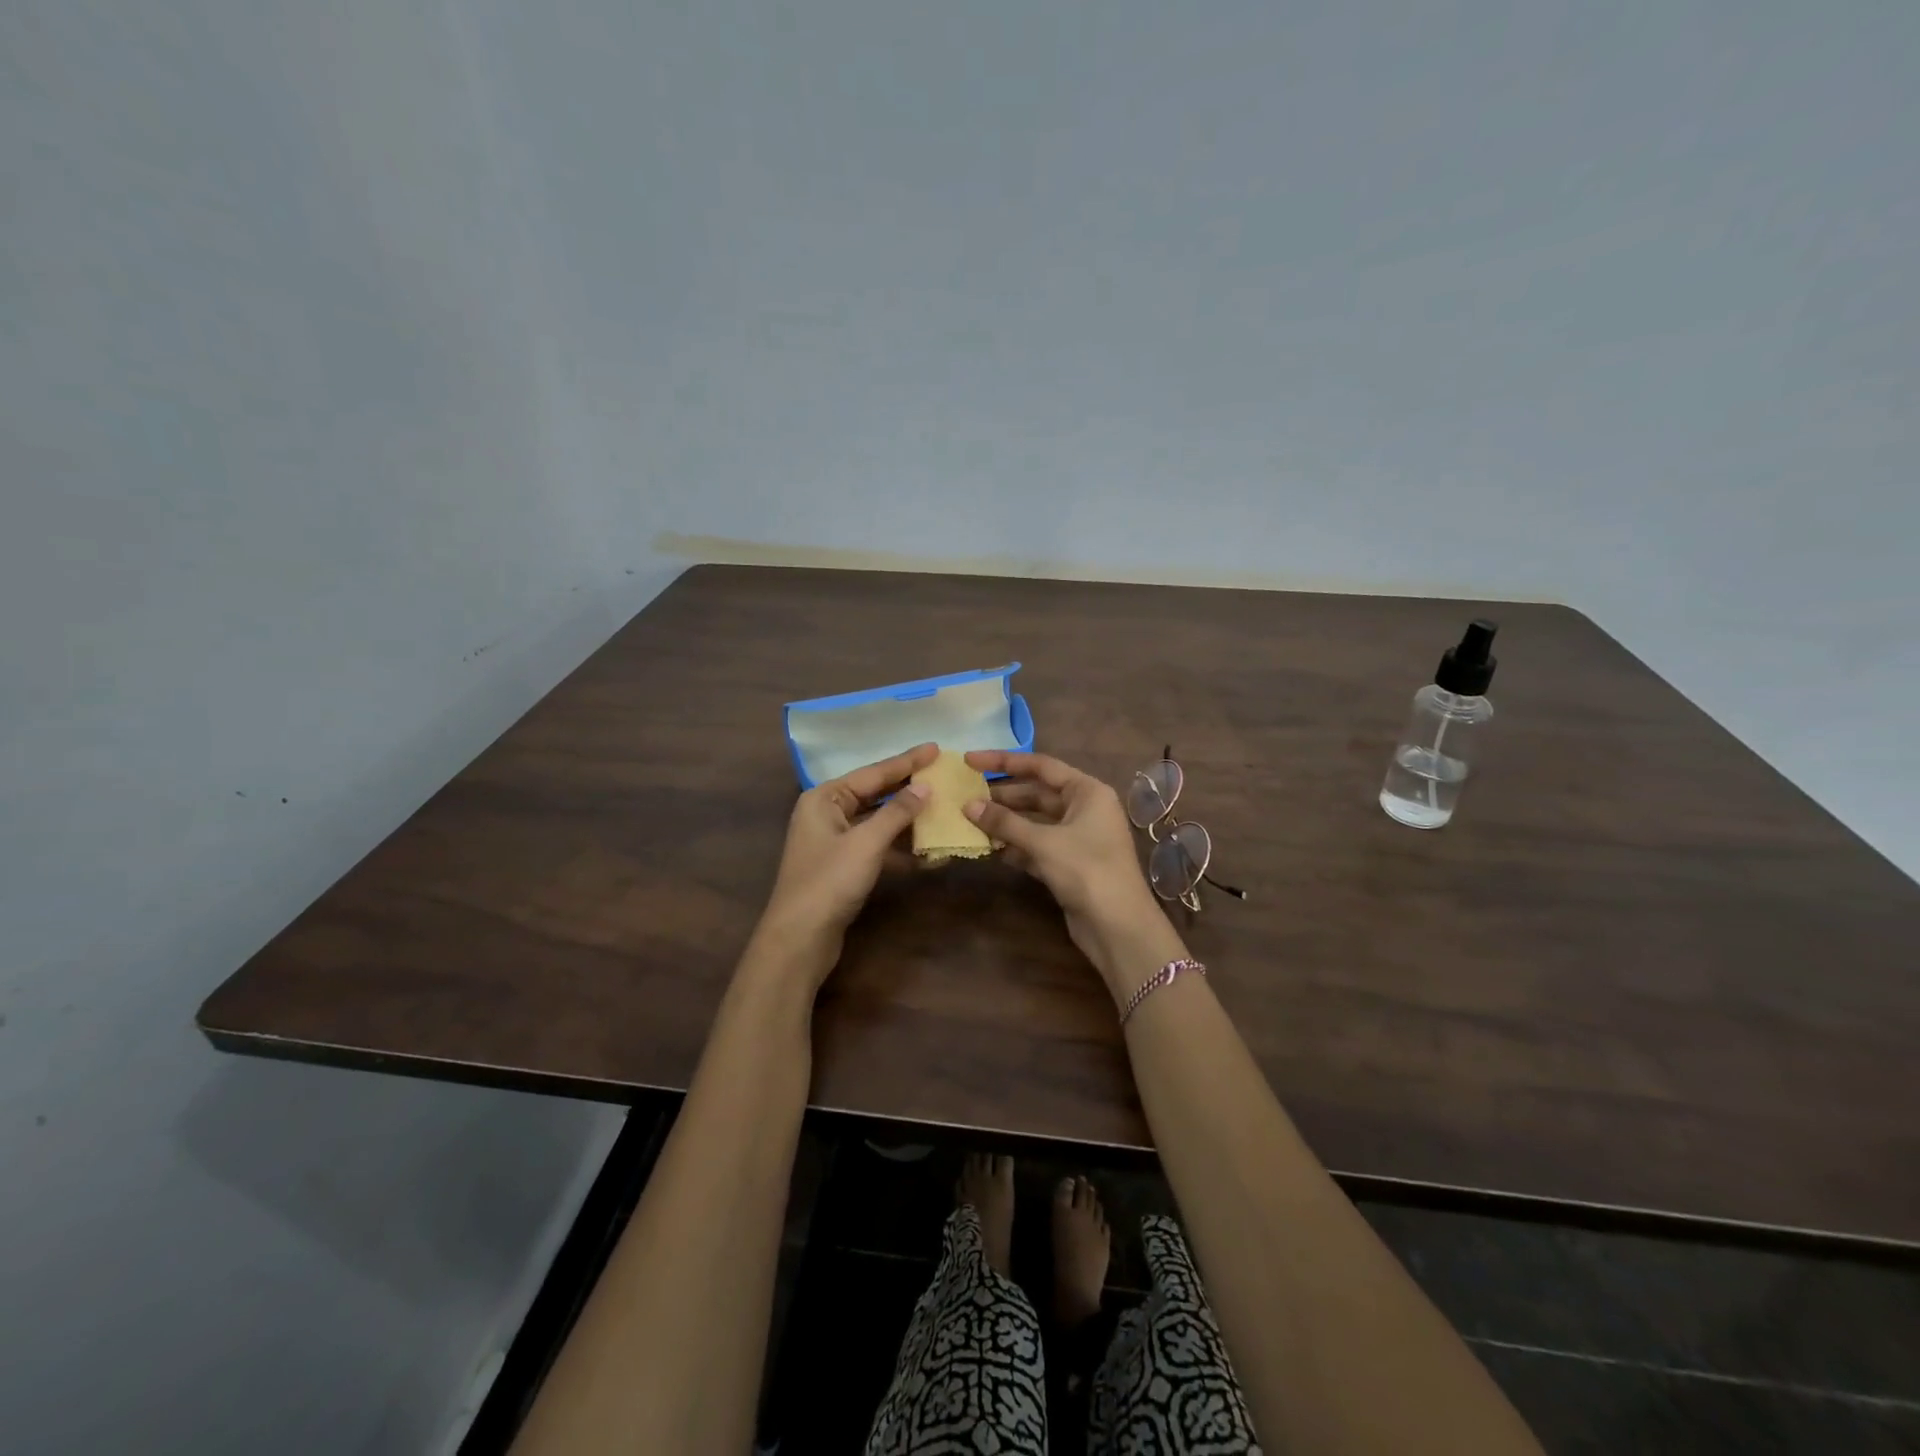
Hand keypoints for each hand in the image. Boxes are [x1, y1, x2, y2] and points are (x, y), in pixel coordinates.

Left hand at [751, 742, 937, 989]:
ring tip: (944, 810)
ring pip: (879, 822)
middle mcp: (827, 813)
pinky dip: (902, 849)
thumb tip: (925, 788)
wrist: (800, 939)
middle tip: (943, 775)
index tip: (936, 748)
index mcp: (824, 798)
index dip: (907, 761)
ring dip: (910, 821)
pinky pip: (879, 848)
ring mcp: (836, 841)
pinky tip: (930, 852)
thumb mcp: (866, 842)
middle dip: (909, 789)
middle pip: (876, 795)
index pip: (873, 773)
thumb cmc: (829, 882)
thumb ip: (897, 812)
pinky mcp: (845, 867)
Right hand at [964, 750, 1186, 1000]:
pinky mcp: (1069, 864)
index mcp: (1087, 791)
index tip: (970, 760)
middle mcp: (1085, 809)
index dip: (1003, 761)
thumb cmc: (1086, 870)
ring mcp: (1078, 838)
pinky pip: (1037, 846)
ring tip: (971, 821)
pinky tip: (990, 848)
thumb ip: (1005, 822)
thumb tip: (968, 806)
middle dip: (1003, 796)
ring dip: (1006, 823)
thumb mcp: (1043, 842)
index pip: (1041, 766)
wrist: (1118, 926)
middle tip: (966, 795)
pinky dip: (1016, 846)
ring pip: (1035, 822)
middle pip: (1037, 794)